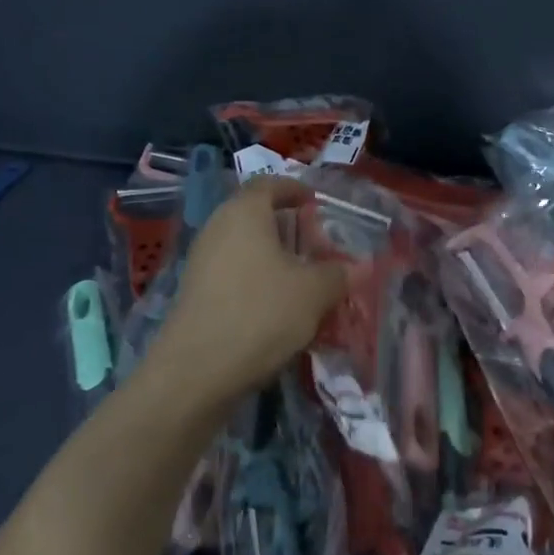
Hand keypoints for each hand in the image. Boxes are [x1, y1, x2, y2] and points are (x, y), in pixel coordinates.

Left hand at [148, 176, 347, 406]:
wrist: (197, 370)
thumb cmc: (260, 313)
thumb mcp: (313, 292)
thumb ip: (338, 274)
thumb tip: (359, 267)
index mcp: (244, 212)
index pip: (269, 184)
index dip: (294, 189)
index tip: (314, 202)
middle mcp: (217, 227)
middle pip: (254, 215)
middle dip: (286, 227)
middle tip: (315, 244)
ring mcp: (201, 261)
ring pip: (243, 247)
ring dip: (272, 257)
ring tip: (301, 278)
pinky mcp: (194, 293)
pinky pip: (232, 273)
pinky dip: (256, 280)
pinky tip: (276, 307)